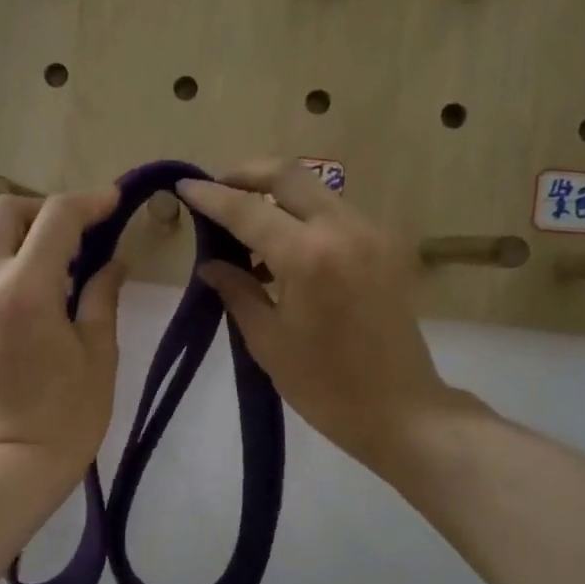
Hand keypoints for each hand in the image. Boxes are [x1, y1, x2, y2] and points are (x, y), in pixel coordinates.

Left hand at [0, 188, 125, 478]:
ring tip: (53, 283)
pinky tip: (22, 317)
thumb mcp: (99, 355)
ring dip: (20, 247)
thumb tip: (112, 261)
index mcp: (26, 289)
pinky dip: (1, 280)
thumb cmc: (68, 419)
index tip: (111, 204)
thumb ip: (103, 295)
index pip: (57, 217)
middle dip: (43, 211)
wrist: (7, 472)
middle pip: (4, 211)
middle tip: (74, 237)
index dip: (89, 202)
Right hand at [176, 162, 485, 480]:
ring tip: (245, 225)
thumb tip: (210, 265)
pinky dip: (303, 216)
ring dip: (276, 195)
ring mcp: (370, 234)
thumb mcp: (267, 341)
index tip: (184, 186)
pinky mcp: (385, 247)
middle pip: (289, 174)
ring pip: (315, 190)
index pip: (248, 210)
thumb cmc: (324, 386)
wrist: (400, 410)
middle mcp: (343, 229)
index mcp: (308, 256)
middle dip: (247, 174)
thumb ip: (237, 291)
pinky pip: (335, 213)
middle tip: (217, 191)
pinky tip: (283, 248)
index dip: (211, 197)